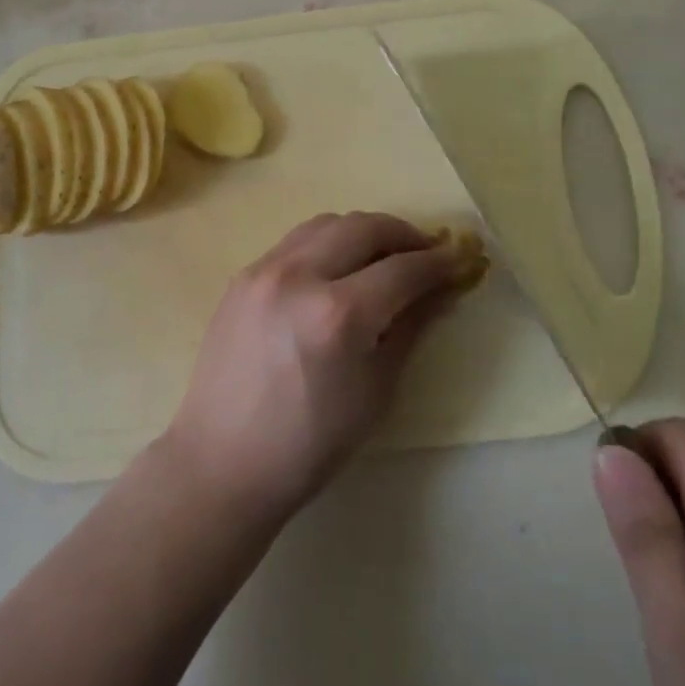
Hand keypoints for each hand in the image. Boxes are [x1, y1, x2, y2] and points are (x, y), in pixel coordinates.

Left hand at [162, 212, 468, 517]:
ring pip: (327, 224)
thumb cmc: (310, 442)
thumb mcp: (376, 389)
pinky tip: (338, 270)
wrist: (224, 461)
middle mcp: (298, 275)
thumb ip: (411, 327)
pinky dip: (328, 243)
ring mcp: (264, 269)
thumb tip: (443, 289)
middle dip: (404, 235)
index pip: (402, 269)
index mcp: (337, 314)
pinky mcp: (243, 275)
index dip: (438, 263)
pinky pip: (296, 241)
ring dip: (364, 232)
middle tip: (426, 254)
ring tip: (384, 257)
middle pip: (364, 228)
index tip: (461, 259)